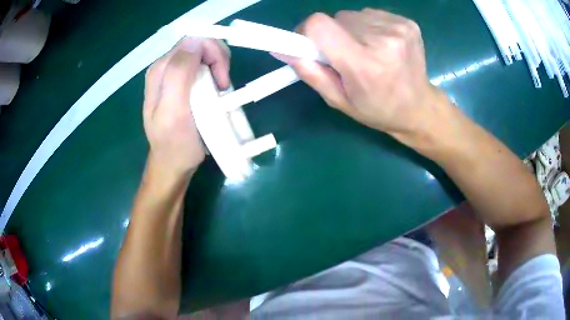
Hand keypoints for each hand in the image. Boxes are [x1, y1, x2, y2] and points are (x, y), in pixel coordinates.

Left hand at [143, 38, 229, 175]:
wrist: (172, 164)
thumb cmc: (175, 143)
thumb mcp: (174, 111)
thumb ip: (179, 74)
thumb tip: (196, 42)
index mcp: (160, 70)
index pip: (193, 41)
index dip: (212, 54)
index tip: (220, 81)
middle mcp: (164, 68)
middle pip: (199, 44)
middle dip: (217, 59)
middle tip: (222, 86)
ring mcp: (173, 75)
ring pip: (204, 53)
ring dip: (218, 67)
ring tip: (219, 91)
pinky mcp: (182, 83)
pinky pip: (204, 66)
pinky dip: (215, 74)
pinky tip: (215, 91)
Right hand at [277, 10, 454, 147]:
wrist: (419, 107)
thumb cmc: (377, 109)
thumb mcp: (339, 100)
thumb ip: (310, 72)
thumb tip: (281, 48)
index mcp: (364, 64)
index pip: (320, 25)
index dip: (307, 30)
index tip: (309, 44)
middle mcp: (383, 40)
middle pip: (336, 18)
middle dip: (332, 34)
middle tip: (345, 55)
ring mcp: (399, 28)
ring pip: (353, 15)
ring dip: (351, 30)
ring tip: (366, 51)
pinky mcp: (408, 22)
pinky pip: (371, 14)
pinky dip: (368, 26)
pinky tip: (380, 44)